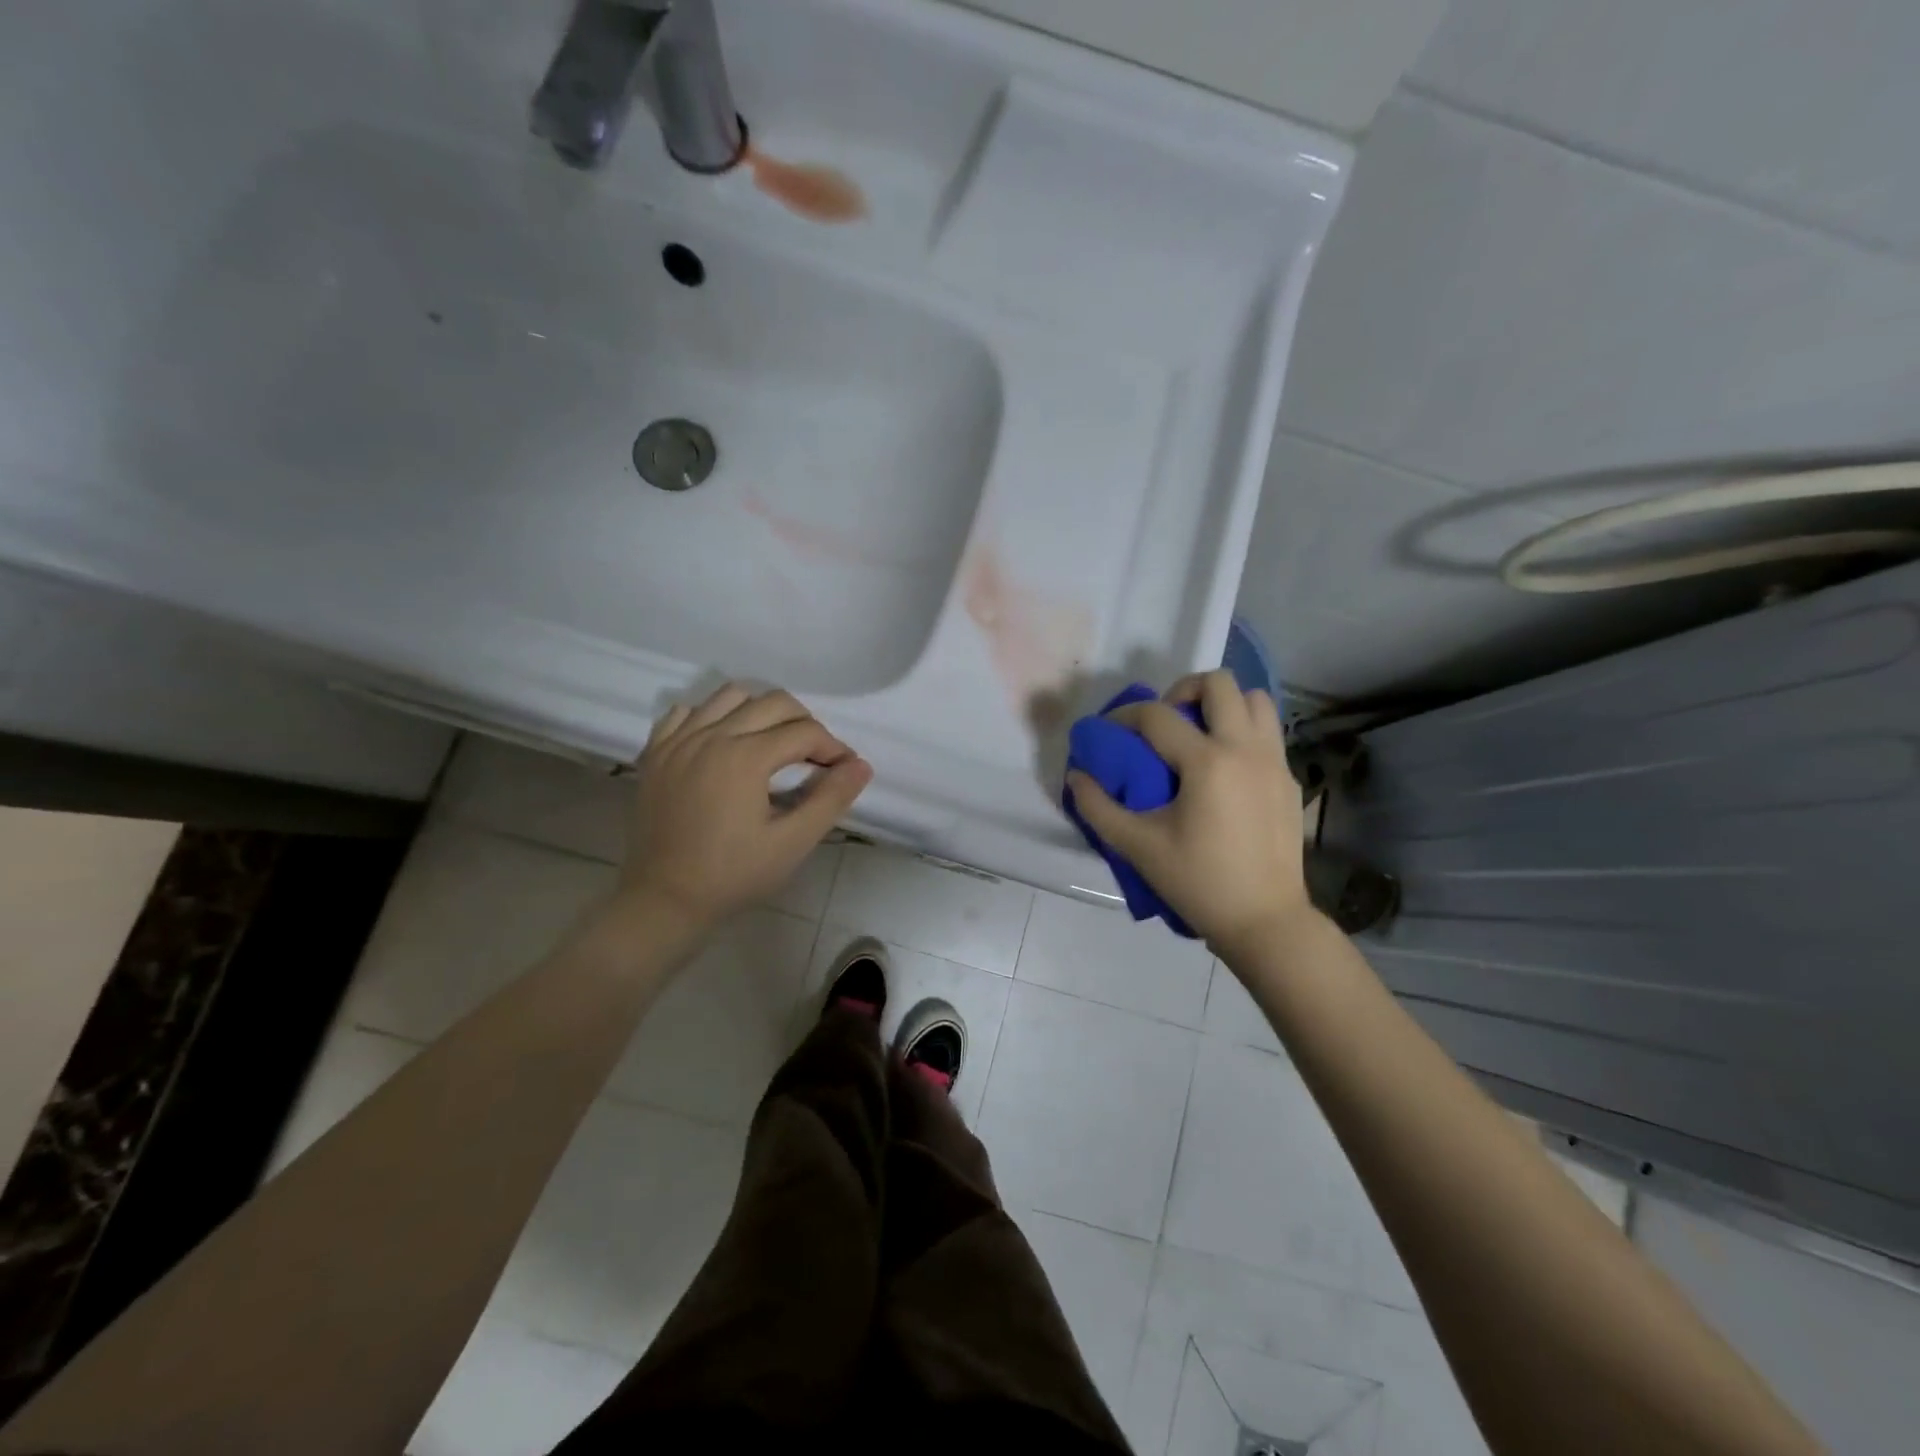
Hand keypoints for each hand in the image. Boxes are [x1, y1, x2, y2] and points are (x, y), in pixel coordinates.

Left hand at [621, 684, 872, 930]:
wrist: (664, 900)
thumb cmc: (733, 875)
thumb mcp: (792, 843)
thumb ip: (830, 800)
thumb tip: (861, 766)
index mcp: (746, 756)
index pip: (805, 732)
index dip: (833, 748)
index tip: (844, 770)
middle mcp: (712, 735)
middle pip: (774, 702)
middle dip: (804, 723)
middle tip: (813, 758)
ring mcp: (678, 740)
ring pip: (730, 695)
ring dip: (761, 711)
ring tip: (771, 743)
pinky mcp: (656, 752)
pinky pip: (686, 712)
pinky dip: (711, 716)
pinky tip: (722, 744)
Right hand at [1067, 670, 1309, 956]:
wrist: (1265, 921)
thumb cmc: (1198, 883)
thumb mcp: (1138, 847)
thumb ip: (1098, 807)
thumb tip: (1076, 776)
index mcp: (1208, 763)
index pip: (1157, 715)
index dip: (1124, 716)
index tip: (1108, 731)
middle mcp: (1246, 749)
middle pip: (1220, 683)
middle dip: (1183, 690)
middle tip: (1164, 722)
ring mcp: (1275, 762)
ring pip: (1255, 700)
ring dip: (1222, 705)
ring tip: (1198, 734)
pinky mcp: (1290, 780)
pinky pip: (1269, 732)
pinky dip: (1243, 731)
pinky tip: (1224, 768)